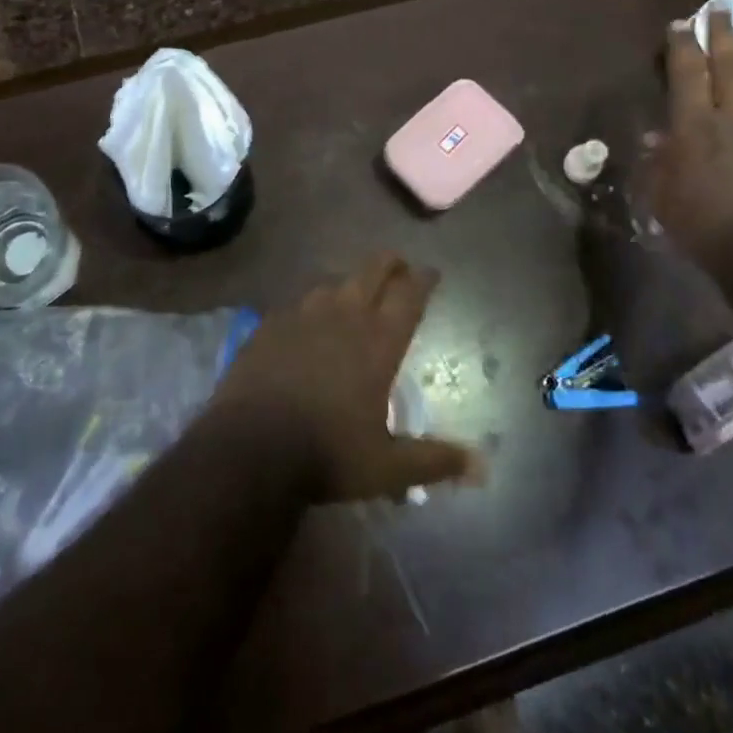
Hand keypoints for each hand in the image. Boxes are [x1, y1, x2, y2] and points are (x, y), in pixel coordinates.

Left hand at [210, 253, 483, 503]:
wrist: (249, 448)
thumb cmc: (327, 453)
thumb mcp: (387, 466)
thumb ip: (434, 461)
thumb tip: (483, 468)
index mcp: (378, 341)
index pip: (409, 294)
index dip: (423, 279)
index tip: (431, 273)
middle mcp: (344, 315)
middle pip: (373, 270)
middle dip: (391, 264)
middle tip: (399, 269)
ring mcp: (303, 314)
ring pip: (334, 281)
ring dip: (350, 283)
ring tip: (355, 293)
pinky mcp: (270, 323)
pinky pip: (298, 301)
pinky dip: (312, 304)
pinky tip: (308, 318)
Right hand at [648, 9, 732, 279]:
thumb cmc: (705, 228)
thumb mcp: (663, 199)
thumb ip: (657, 164)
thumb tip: (654, 138)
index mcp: (695, 127)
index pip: (687, 74)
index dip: (682, 46)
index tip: (681, 24)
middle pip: (729, 66)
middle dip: (723, 35)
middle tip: (721, 9)